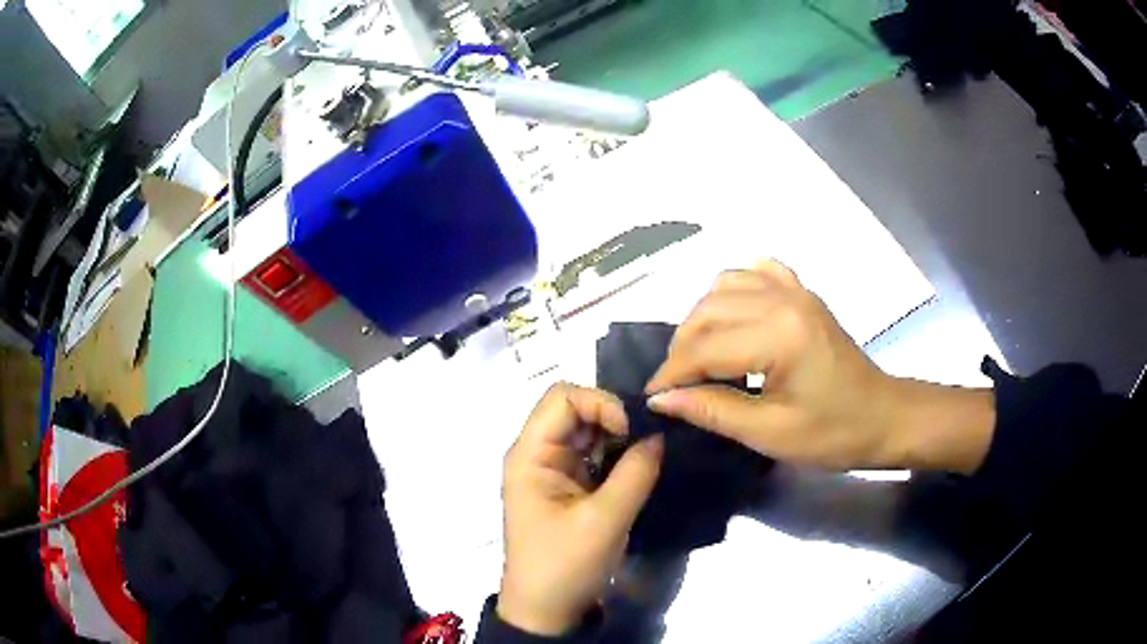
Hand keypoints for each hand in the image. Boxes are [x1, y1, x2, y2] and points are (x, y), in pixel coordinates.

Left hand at [498, 384, 663, 635]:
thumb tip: (659, 435)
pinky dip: (618, 455)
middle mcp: (538, 454)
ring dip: (619, 437)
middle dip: (614, 418)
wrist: (547, 610)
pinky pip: (595, 455)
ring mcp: (554, 470)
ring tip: (649, 454)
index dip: (600, 403)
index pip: (562, 398)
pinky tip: (640, 467)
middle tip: (649, 441)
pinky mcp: (570, 486)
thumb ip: (635, 474)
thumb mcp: (604, 521)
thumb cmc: (565, 566)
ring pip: (589, 431)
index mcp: (530, 455)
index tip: (631, 431)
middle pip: (575, 409)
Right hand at [645, 261, 993, 473]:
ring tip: (698, 355)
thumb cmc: (833, 434)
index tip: (651, 398)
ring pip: (724, 286)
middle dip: (682, 348)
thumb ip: (713, 411)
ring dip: (701, 318)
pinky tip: (732, 317)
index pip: (705, 347)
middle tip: (675, 385)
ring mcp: (795, 290)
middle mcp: (783, 299)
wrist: (883, 417)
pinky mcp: (802, 293)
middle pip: (708, 311)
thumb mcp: (770, 434)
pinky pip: (756, 273)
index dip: (672, 374)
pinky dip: (733, 290)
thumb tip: (661, 400)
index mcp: (779, 335)